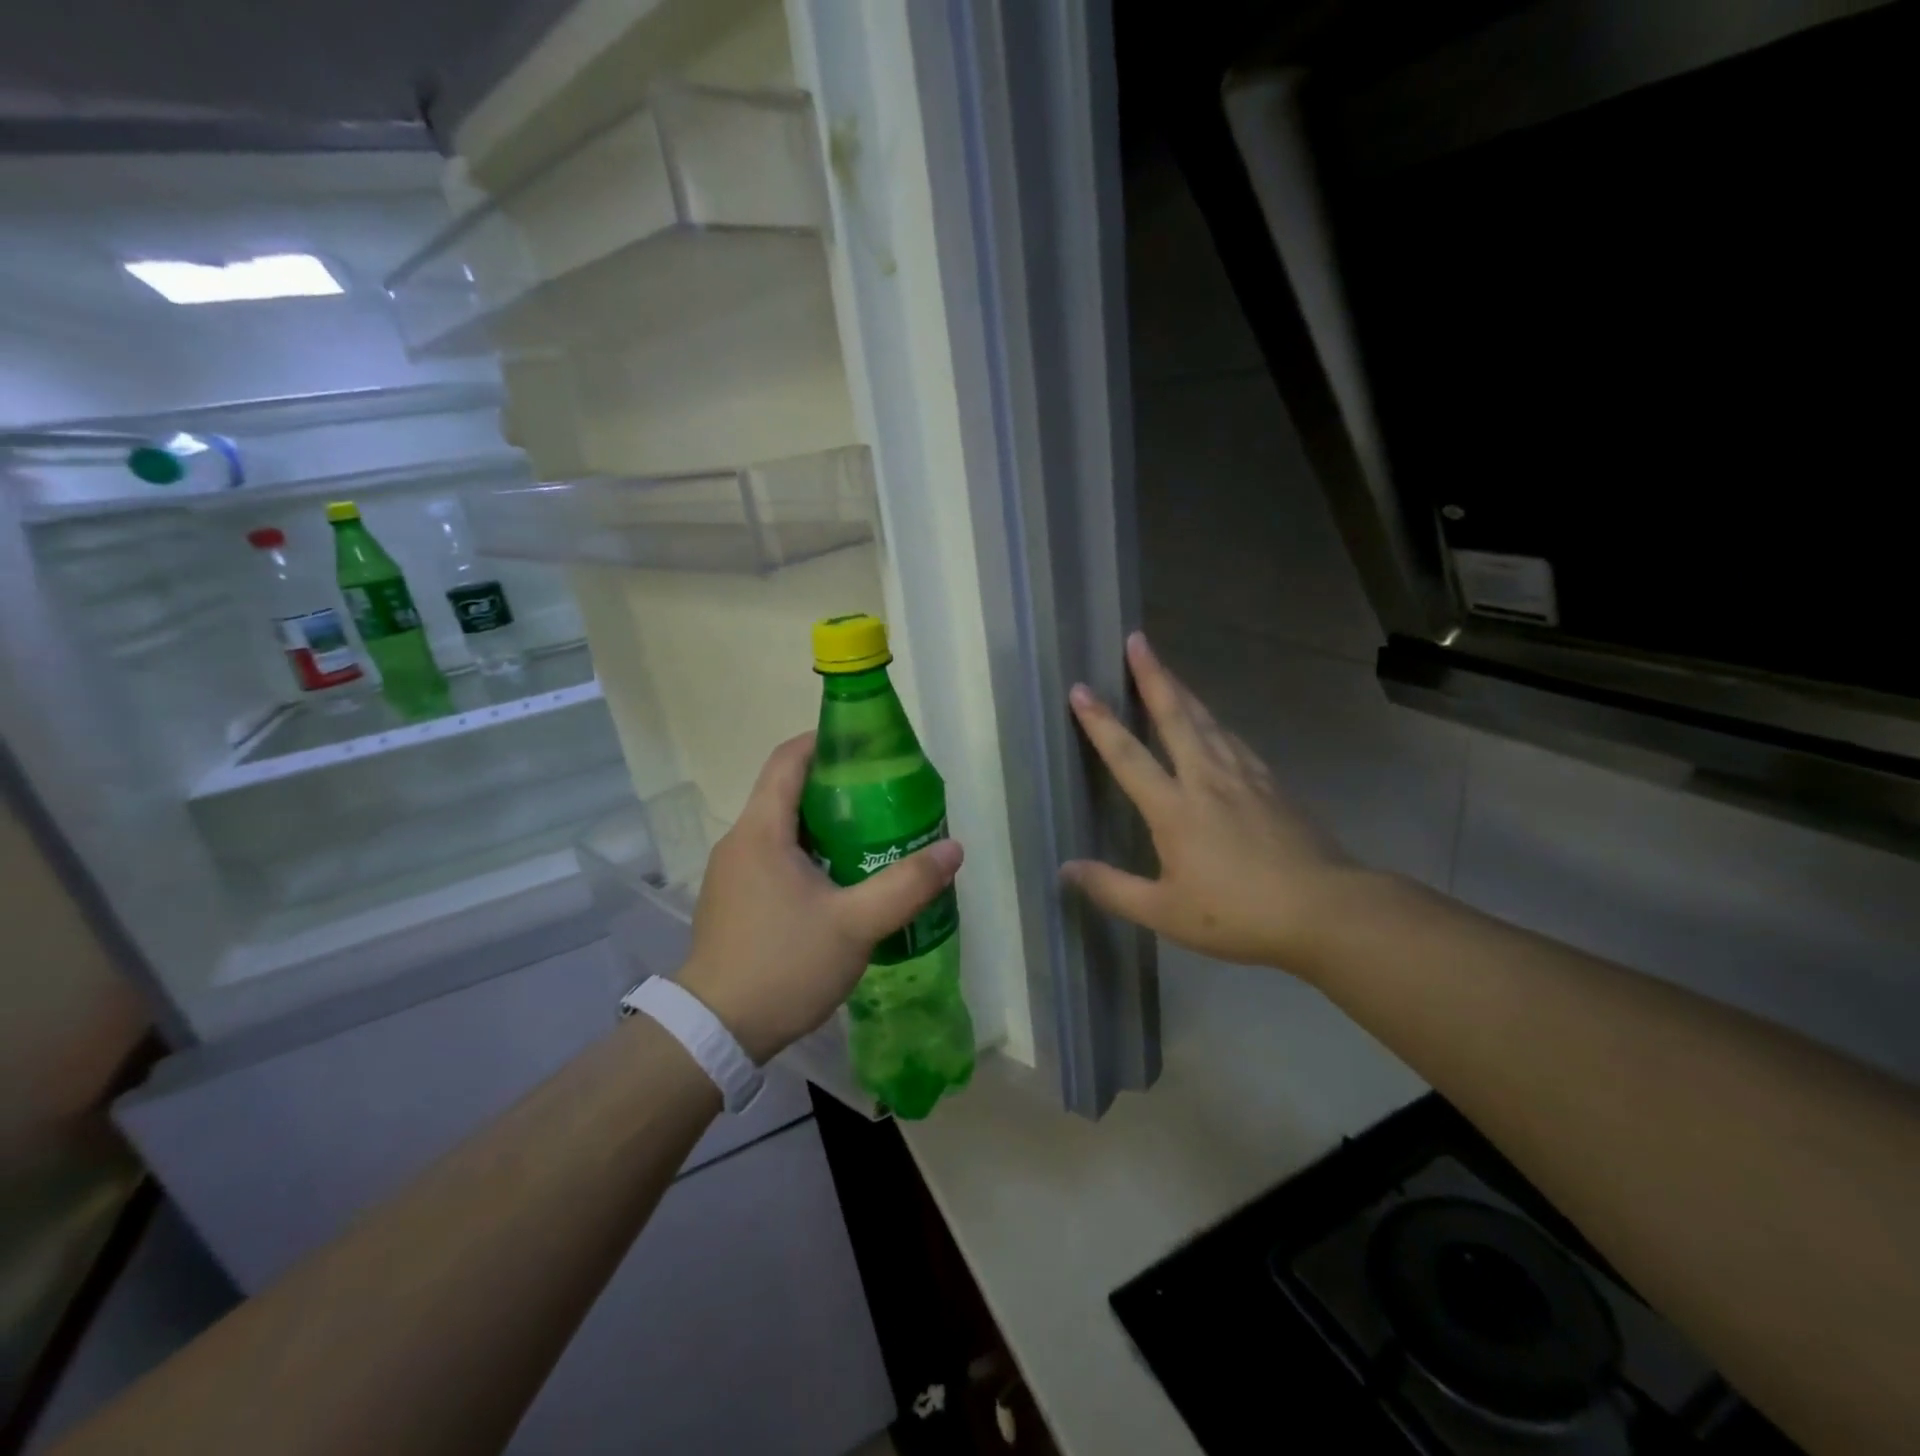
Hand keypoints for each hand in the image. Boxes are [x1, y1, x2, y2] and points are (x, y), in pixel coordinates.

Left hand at [677, 733, 963, 1063]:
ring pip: (783, 829)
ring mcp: (733, 873)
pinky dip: (809, 854)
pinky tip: (841, 881)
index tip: (867, 744)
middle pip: (788, 791)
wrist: (715, 1033)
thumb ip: (907, 885)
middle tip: (885, 797)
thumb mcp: (856, 925)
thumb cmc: (783, 965)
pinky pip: (775, 858)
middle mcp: (740, 842)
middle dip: (837, 787)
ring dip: (825, 825)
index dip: (825, 740)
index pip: (788, 759)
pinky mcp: (734, 901)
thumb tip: (953, 849)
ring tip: (873, 837)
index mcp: (762, 830)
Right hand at [1061, 631, 1361, 971]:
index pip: (1128, 756)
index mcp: (1175, 808)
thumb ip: (1113, 889)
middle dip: (1153, 676)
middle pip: (1175, 716)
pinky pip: (1234, 741)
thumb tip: (1066, 869)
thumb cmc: (1238, 914)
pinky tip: (1216, 723)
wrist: (1325, 909)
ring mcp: (1245, 777)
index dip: (1100, 722)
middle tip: (1137, 640)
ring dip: (1182, 691)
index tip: (1080, 689)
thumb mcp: (1165, 913)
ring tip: (1166, 670)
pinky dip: (1216, 722)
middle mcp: (1207, 779)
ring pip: (1208, 721)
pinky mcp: (1272, 785)